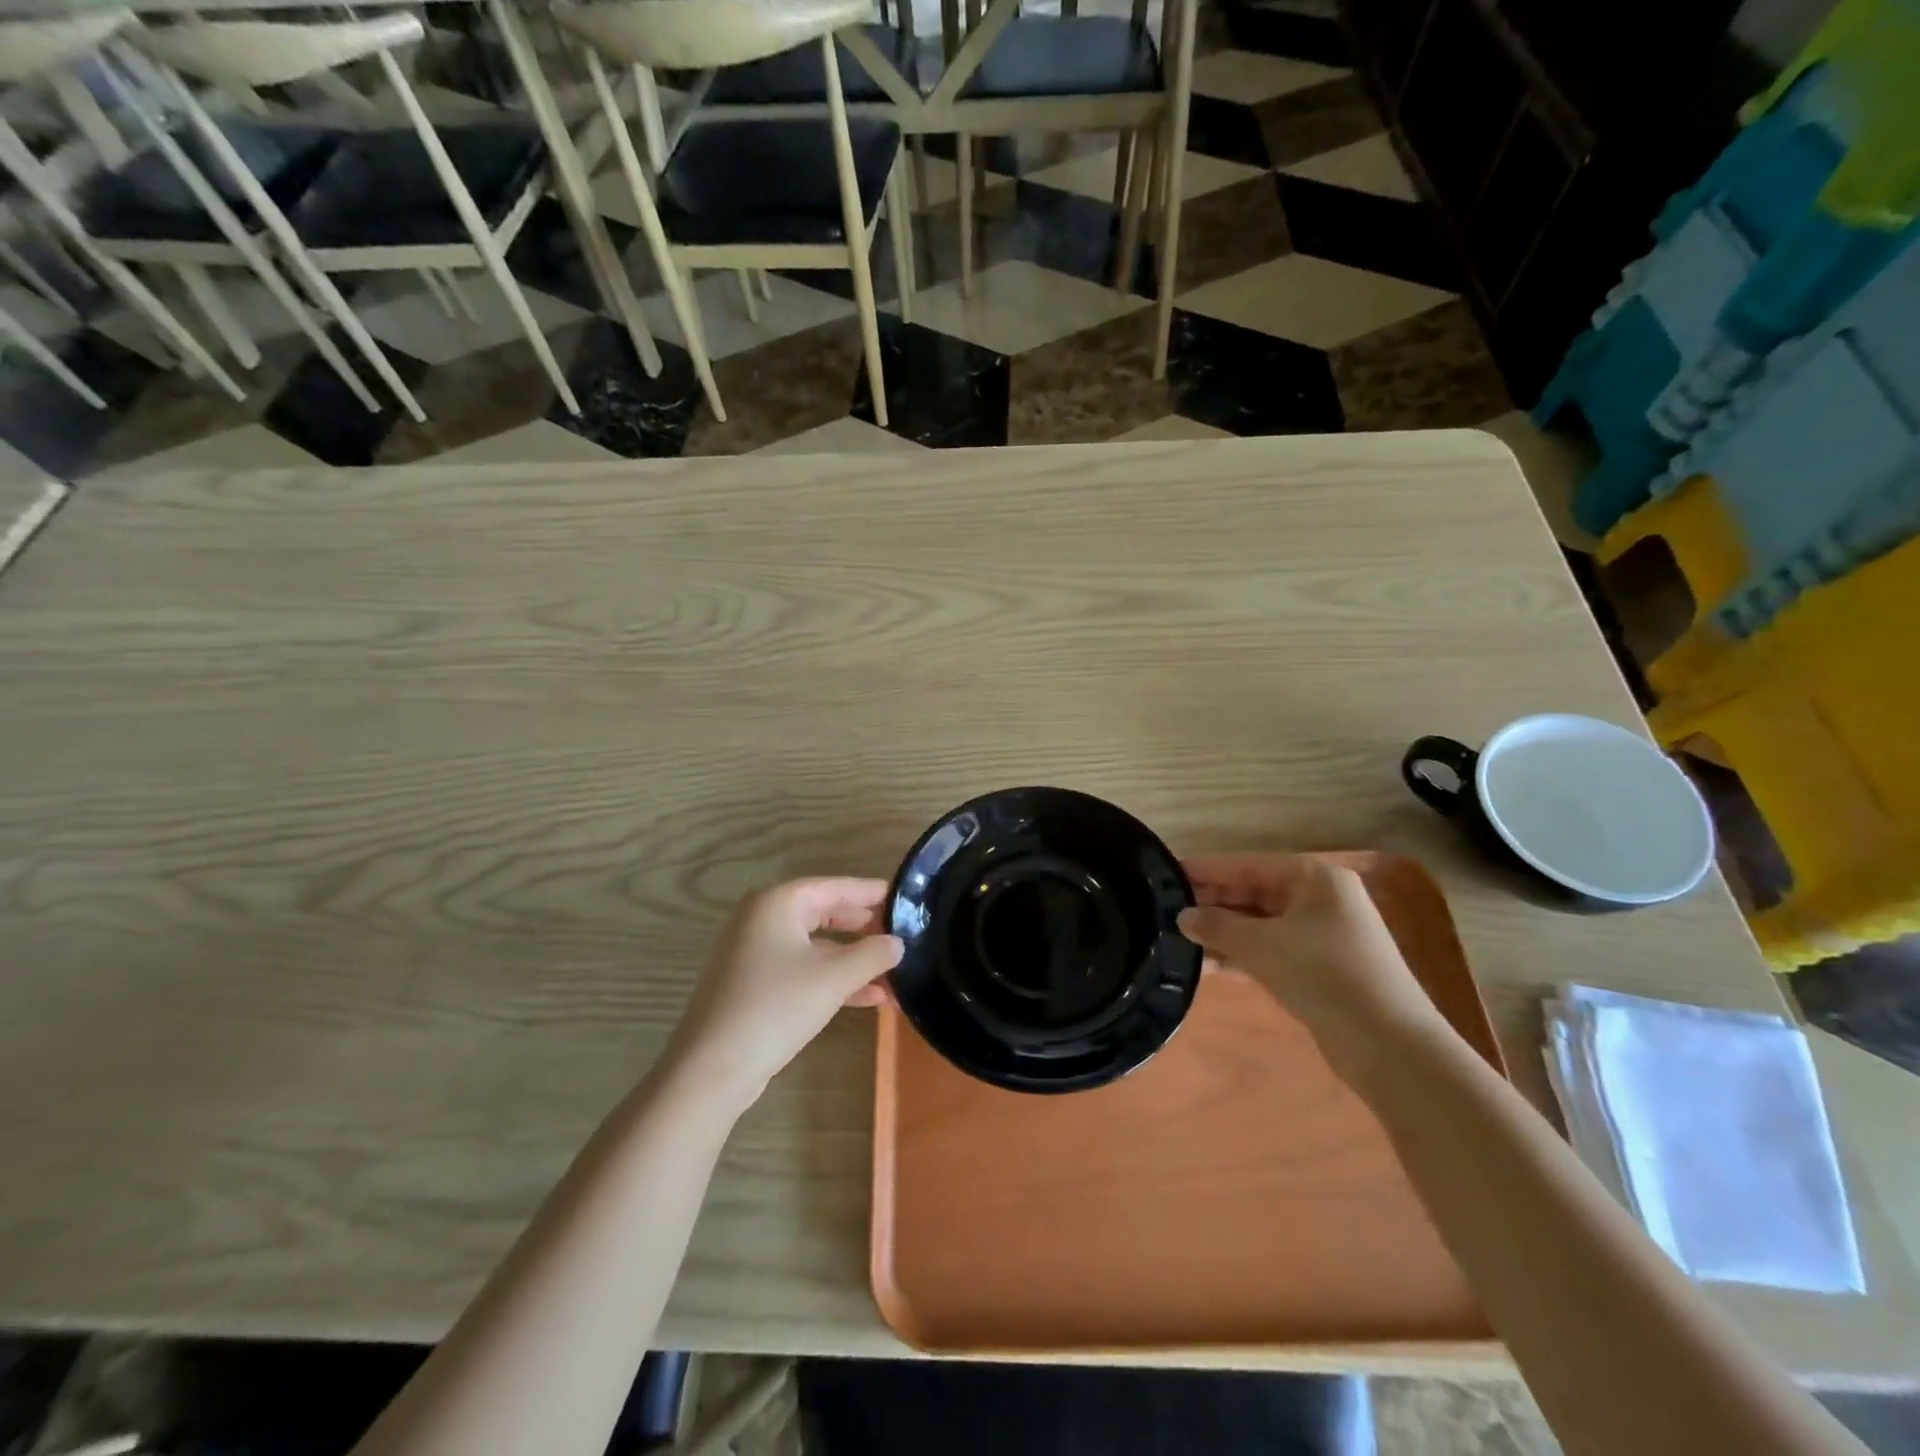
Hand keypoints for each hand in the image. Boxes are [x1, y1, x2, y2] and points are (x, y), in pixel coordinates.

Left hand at [662, 878, 903, 1112]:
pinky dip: (832, 979)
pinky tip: (868, 997)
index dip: (871, 892)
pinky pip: (802, 970)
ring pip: (815, 946)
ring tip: (894, 973)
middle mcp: (762, 919)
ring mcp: (754, 953)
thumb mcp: (834, 978)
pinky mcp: (753, 985)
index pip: (835, 887)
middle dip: (864, 928)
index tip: (904, 898)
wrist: (711, 1069)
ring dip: (853, 960)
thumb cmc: (775, 1007)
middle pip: (825, 913)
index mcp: (777, 903)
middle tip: (901, 934)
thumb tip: (897, 943)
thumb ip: (872, 954)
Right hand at [1178, 854, 1451, 1081]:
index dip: (1206, 870)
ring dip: (1224, 931)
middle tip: (1167, 909)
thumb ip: (1216, 926)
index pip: (1247, 864)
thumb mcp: (1260, 945)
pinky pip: (1272, 949)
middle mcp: (1321, 898)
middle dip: (1214, 902)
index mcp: (1314, 877)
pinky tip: (1208, 965)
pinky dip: (1243, 954)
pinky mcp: (1322, 968)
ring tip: (1179, 937)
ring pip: (1261, 923)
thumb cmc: (1322, 975)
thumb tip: (1182, 916)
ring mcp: (1324, 934)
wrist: (1388, 1044)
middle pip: (1255, 892)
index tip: (1167, 873)